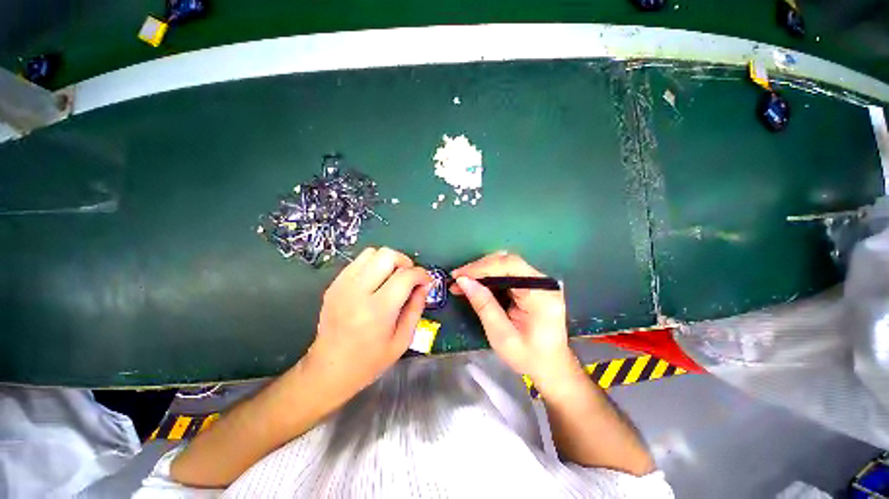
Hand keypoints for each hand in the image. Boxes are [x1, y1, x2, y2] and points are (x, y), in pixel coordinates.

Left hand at [305, 247, 431, 397]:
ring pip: (372, 252)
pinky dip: (373, 265)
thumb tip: (425, 285)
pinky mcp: (334, 284)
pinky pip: (358, 261)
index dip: (421, 274)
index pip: (406, 276)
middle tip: (409, 277)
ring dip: (388, 261)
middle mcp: (358, 292)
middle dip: (405, 262)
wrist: (329, 369)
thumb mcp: (402, 340)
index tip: (426, 282)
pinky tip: (376, 282)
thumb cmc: (370, 361)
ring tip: (393, 277)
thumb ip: (416, 308)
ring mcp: (342, 285)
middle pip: (387, 255)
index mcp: (378, 310)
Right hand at [451, 252, 579, 385]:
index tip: (459, 275)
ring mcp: (540, 282)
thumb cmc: (528, 356)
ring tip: (462, 282)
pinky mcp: (534, 285)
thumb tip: (464, 281)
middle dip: (479, 268)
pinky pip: (509, 273)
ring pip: (506, 265)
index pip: (509, 266)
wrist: (551, 367)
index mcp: (541, 294)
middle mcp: (543, 282)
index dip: (482, 267)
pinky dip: (490, 277)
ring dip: (482, 271)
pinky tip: (476, 284)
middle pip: (507, 261)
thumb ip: (484, 305)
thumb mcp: (501, 335)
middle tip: (457, 278)